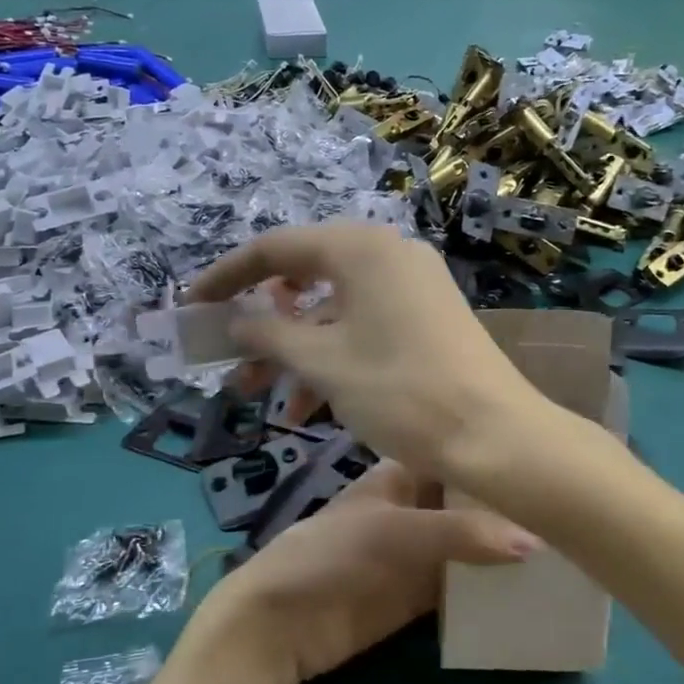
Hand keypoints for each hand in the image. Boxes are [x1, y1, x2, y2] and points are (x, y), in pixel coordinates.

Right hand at [187, 224, 545, 482]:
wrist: (494, 436)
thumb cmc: (400, 391)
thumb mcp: (322, 363)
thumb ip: (267, 333)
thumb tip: (232, 321)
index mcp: (361, 248)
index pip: (275, 249)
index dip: (226, 277)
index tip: (189, 306)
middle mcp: (388, 254)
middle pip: (305, 279)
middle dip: (261, 324)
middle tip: (227, 360)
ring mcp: (412, 286)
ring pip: (333, 311)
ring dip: (294, 351)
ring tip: (261, 397)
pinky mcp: (427, 318)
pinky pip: (364, 327)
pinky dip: (332, 358)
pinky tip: (309, 408)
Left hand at [191, 459, 537, 683]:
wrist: (280, 623)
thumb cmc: (332, 555)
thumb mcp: (397, 532)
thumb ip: (462, 533)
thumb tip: (536, 541)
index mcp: (401, 475)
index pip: (456, 457)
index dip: (493, 457)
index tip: (548, 465)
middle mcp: (414, 508)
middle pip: (468, 504)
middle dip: (508, 509)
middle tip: (567, 513)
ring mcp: (416, 554)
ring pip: (470, 547)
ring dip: (504, 552)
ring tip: (563, 553)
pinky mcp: (416, 596)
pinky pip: (460, 589)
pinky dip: (488, 590)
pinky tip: (530, 591)